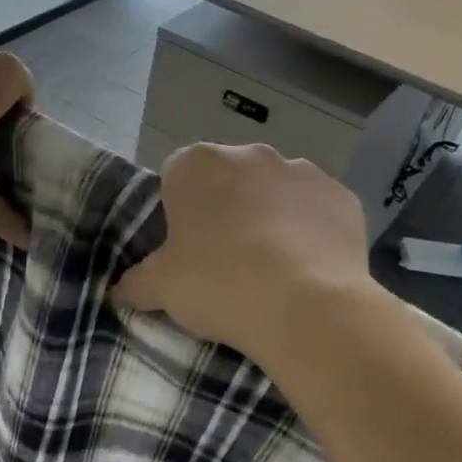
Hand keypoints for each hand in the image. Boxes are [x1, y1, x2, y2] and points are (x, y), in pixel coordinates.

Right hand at [114, 144, 373, 361]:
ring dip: (270, 217)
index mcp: (197, 165)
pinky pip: (317, 211)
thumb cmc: (218, 284)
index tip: (185, 248)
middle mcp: (251, 154)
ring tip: (272, 268)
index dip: (179, 212)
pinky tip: (308, 269)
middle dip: (226, 210)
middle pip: (229, 180)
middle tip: (225, 260)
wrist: (306, 307)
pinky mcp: (343, 196)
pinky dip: (311, 232)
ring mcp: (302, 171)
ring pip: (276, 192)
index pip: (176, 177)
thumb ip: (134, 283)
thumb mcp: (160, 289)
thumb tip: (119, 290)